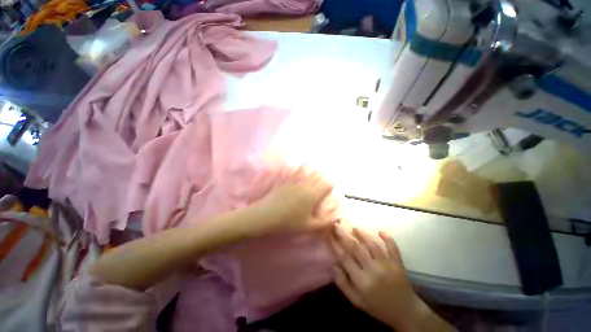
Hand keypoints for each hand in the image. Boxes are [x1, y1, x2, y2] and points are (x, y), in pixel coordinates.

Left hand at [248, 168, 335, 235]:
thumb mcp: (308, 226)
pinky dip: (294, 167)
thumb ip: (324, 223)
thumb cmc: (289, 222)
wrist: (267, 215)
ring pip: (304, 169)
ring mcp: (293, 181)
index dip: (331, 183)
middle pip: (316, 174)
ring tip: (312, 165)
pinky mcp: (284, 181)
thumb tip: (335, 218)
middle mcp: (305, 184)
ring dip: (310, 167)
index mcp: (313, 195)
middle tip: (324, 175)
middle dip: (322, 174)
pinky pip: (291, 171)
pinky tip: (291, 163)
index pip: (326, 184)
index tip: (332, 185)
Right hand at [330, 225, 453, 331]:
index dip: (336, 245)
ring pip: (372, 244)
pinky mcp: (398, 263)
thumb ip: (343, 283)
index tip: (330, 235)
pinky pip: (393, 248)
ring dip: (362, 234)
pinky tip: (380, 231)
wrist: (405, 312)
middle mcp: (373, 270)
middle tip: (336, 225)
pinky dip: (388, 238)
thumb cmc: (377, 306)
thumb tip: (334, 264)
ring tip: (354, 228)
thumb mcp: (356, 301)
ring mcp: (387, 265)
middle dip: (344, 234)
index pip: (345, 258)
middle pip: (356, 247)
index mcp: (361, 281)